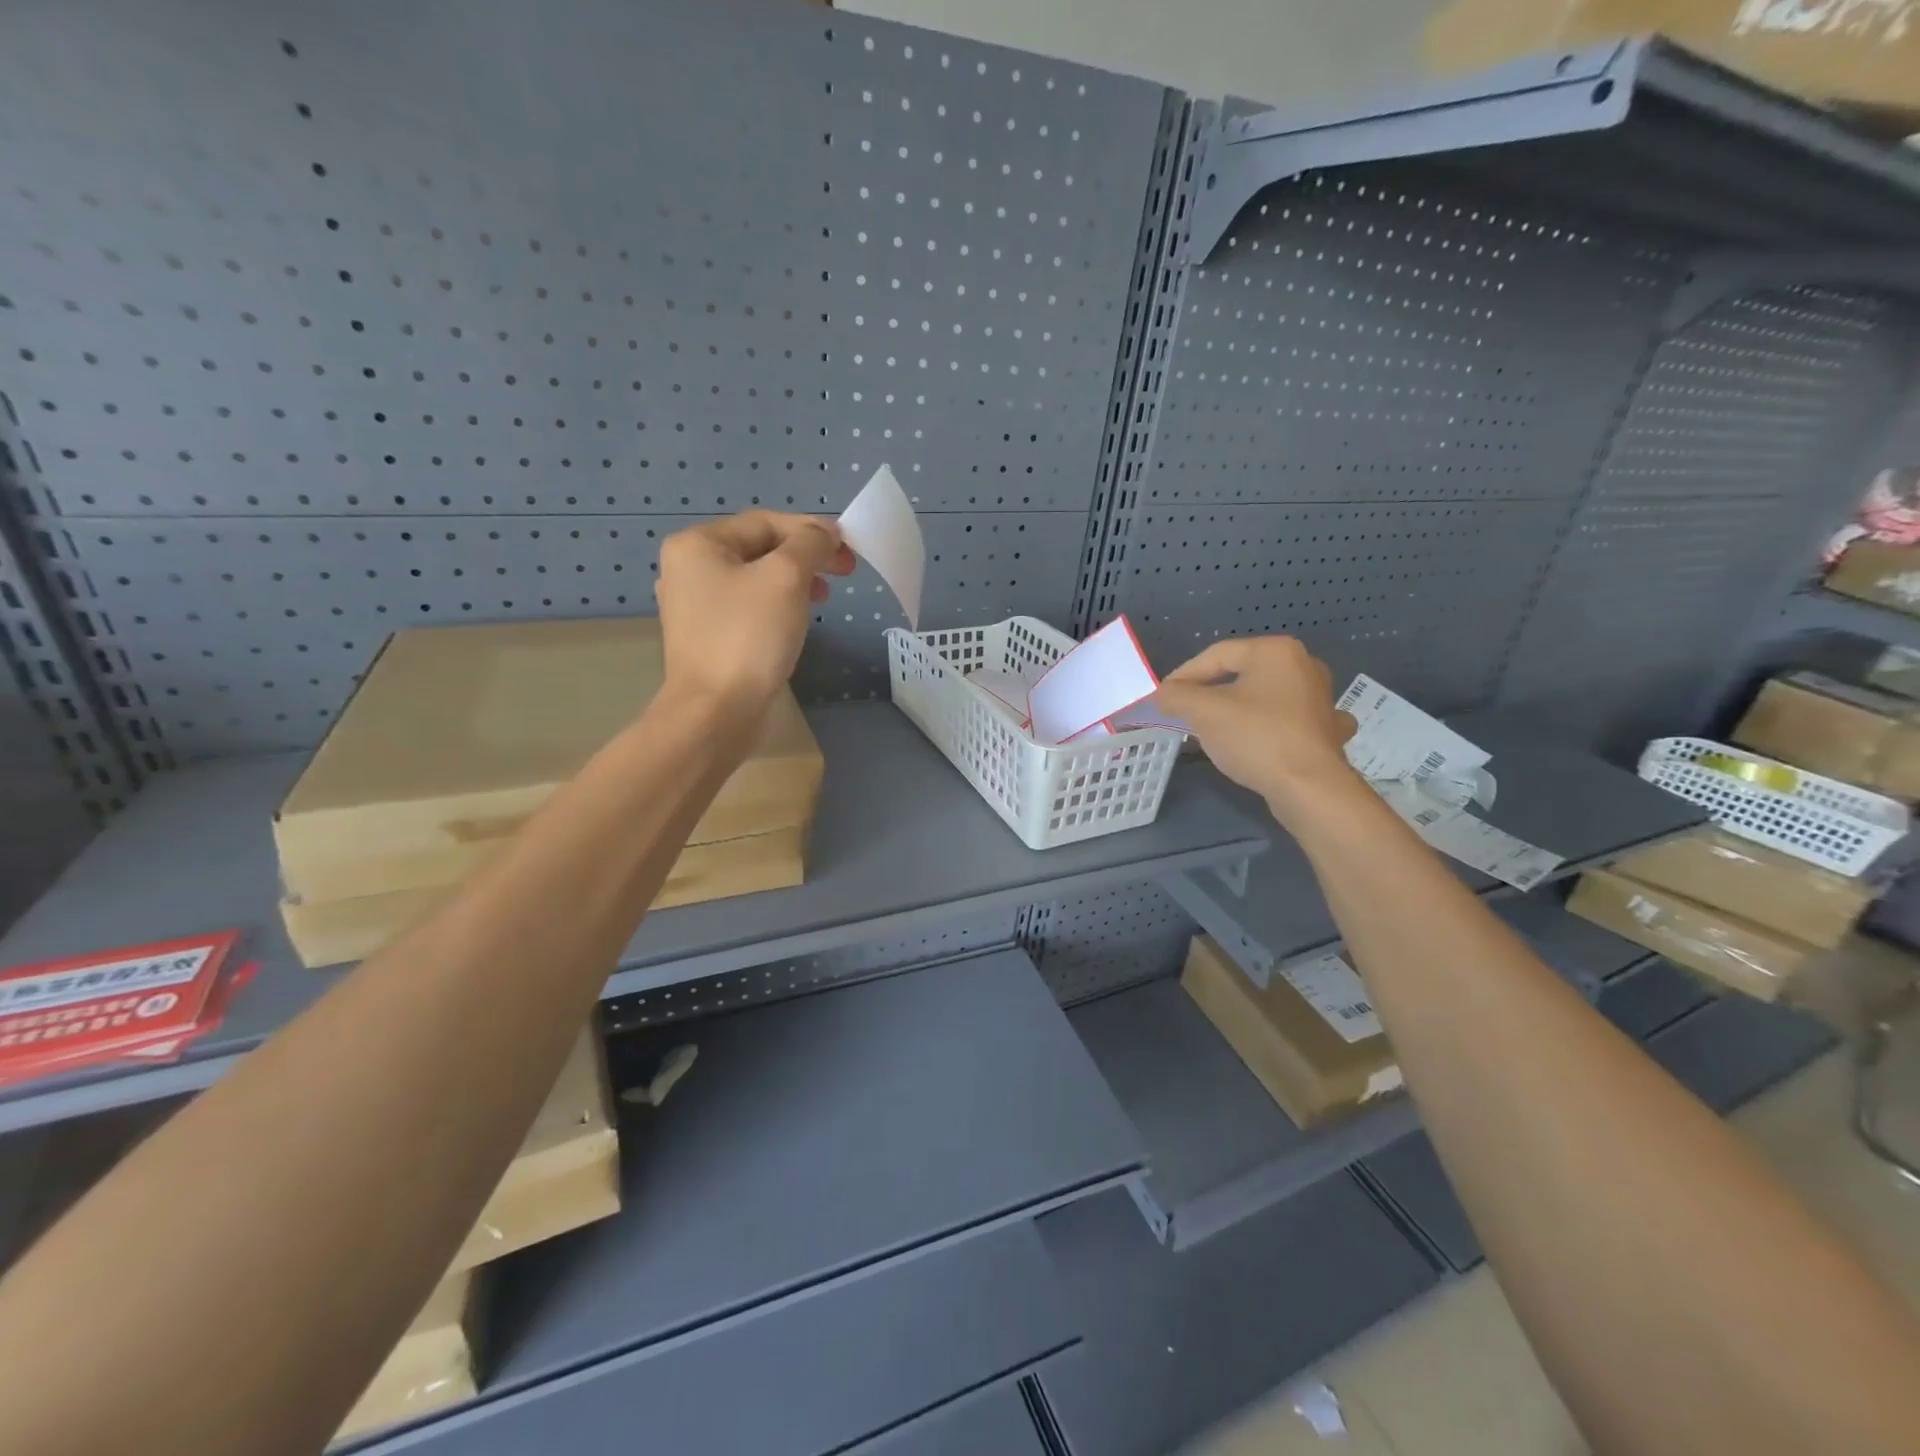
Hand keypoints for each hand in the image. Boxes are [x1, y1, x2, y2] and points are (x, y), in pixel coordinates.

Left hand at [654, 511, 854, 723]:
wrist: (716, 711)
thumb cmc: (749, 636)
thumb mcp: (787, 577)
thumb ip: (810, 544)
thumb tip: (825, 534)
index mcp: (697, 544)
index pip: (765, 522)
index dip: (811, 530)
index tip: (848, 548)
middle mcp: (688, 568)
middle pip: (759, 548)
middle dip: (805, 556)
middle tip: (845, 572)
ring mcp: (694, 606)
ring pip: (756, 579)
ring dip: (795, 580)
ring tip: (823, 597)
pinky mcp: (706, 637)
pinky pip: (748, 607)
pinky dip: (777, 605)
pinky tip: (797, 619)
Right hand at [1153, 637, 1360, 819]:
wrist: (1310, 788)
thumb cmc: (1256, 738)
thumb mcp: (1203, 712)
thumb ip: (1176, 696)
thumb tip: (1163, 694)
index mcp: (1275, 651)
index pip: (1217, 655)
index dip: (1184, 676)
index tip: (1164, 699)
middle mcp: (1304, 664)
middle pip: (1241, 673)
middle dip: (1210, 692)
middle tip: (1185, 712)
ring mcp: (1320, 697)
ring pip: (1265, 696)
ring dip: (1239, 708)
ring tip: (1216, 727)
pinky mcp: (1326, 728)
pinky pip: (1288, 719)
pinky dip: (1269, 726)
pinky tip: (1262, 738)